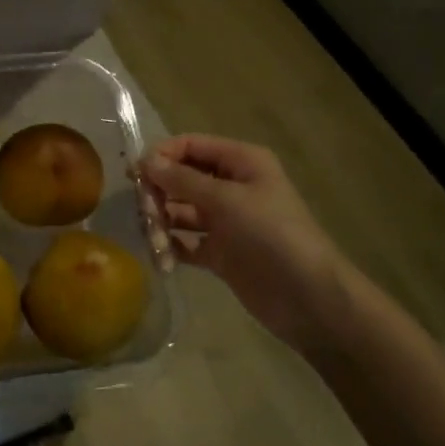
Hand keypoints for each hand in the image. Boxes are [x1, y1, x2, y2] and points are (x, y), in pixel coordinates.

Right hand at [140, 134, 353, 355]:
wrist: (310, 300)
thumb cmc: (272, 236)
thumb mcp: (227, 200)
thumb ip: (183, 180)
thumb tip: (145, 160)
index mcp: (241, 162)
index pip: (190, 146)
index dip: (161, 156)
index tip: (134, 175)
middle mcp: (231, 186)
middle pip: (180, 178)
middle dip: (158, 195)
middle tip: (145, 215)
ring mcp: (225, 221)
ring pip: (179, 212)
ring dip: (162, 225)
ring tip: (157, 246)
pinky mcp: (220, 252)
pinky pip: (186, 242)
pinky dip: (172, 248)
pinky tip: (164, 261)